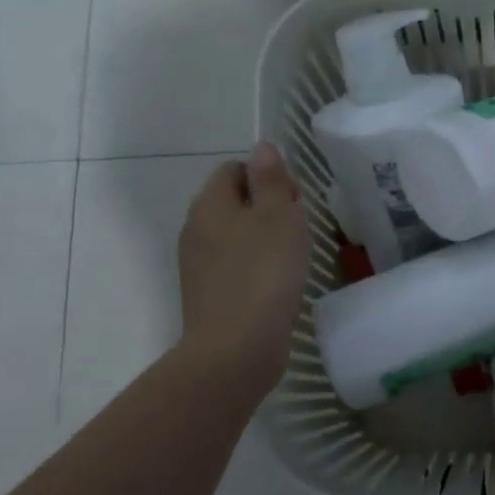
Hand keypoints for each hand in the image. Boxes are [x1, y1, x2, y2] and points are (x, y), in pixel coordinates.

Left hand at [176, 142, 308, 387]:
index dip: (267, 176)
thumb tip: (262, 147)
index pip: (235, 169)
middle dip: (267, 207)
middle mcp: (196, 229)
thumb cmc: (264, 272)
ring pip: (234, 235)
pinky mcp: (208, 295)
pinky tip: (278, 283)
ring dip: (263, 238)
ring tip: (293, 256)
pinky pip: (234, 265)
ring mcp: (198, 265)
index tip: (295, 200)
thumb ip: (271, 179)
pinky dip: (256, 266)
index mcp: (210, 204)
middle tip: (298, 227)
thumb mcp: (278, 215)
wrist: (237, 347)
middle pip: (233, 201)